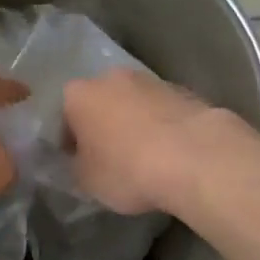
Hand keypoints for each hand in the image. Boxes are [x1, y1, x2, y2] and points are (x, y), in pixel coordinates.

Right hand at [63, 70, 245, 214]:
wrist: (195, 157)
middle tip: (110, 158)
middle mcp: (111, 78)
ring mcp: (151, 80)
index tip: (80, 163)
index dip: (69, 141)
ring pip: (134, 103)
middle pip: (101, 102)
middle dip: (103, 125)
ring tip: (145, 156)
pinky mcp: (184, 91)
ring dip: (134, 123)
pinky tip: (170, 152)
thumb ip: (77, 165)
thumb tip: (81, 159)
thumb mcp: (87, 181)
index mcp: (79, 95)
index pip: (64, 117)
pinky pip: (163, 111)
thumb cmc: (127, 169)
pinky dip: (162, 126)